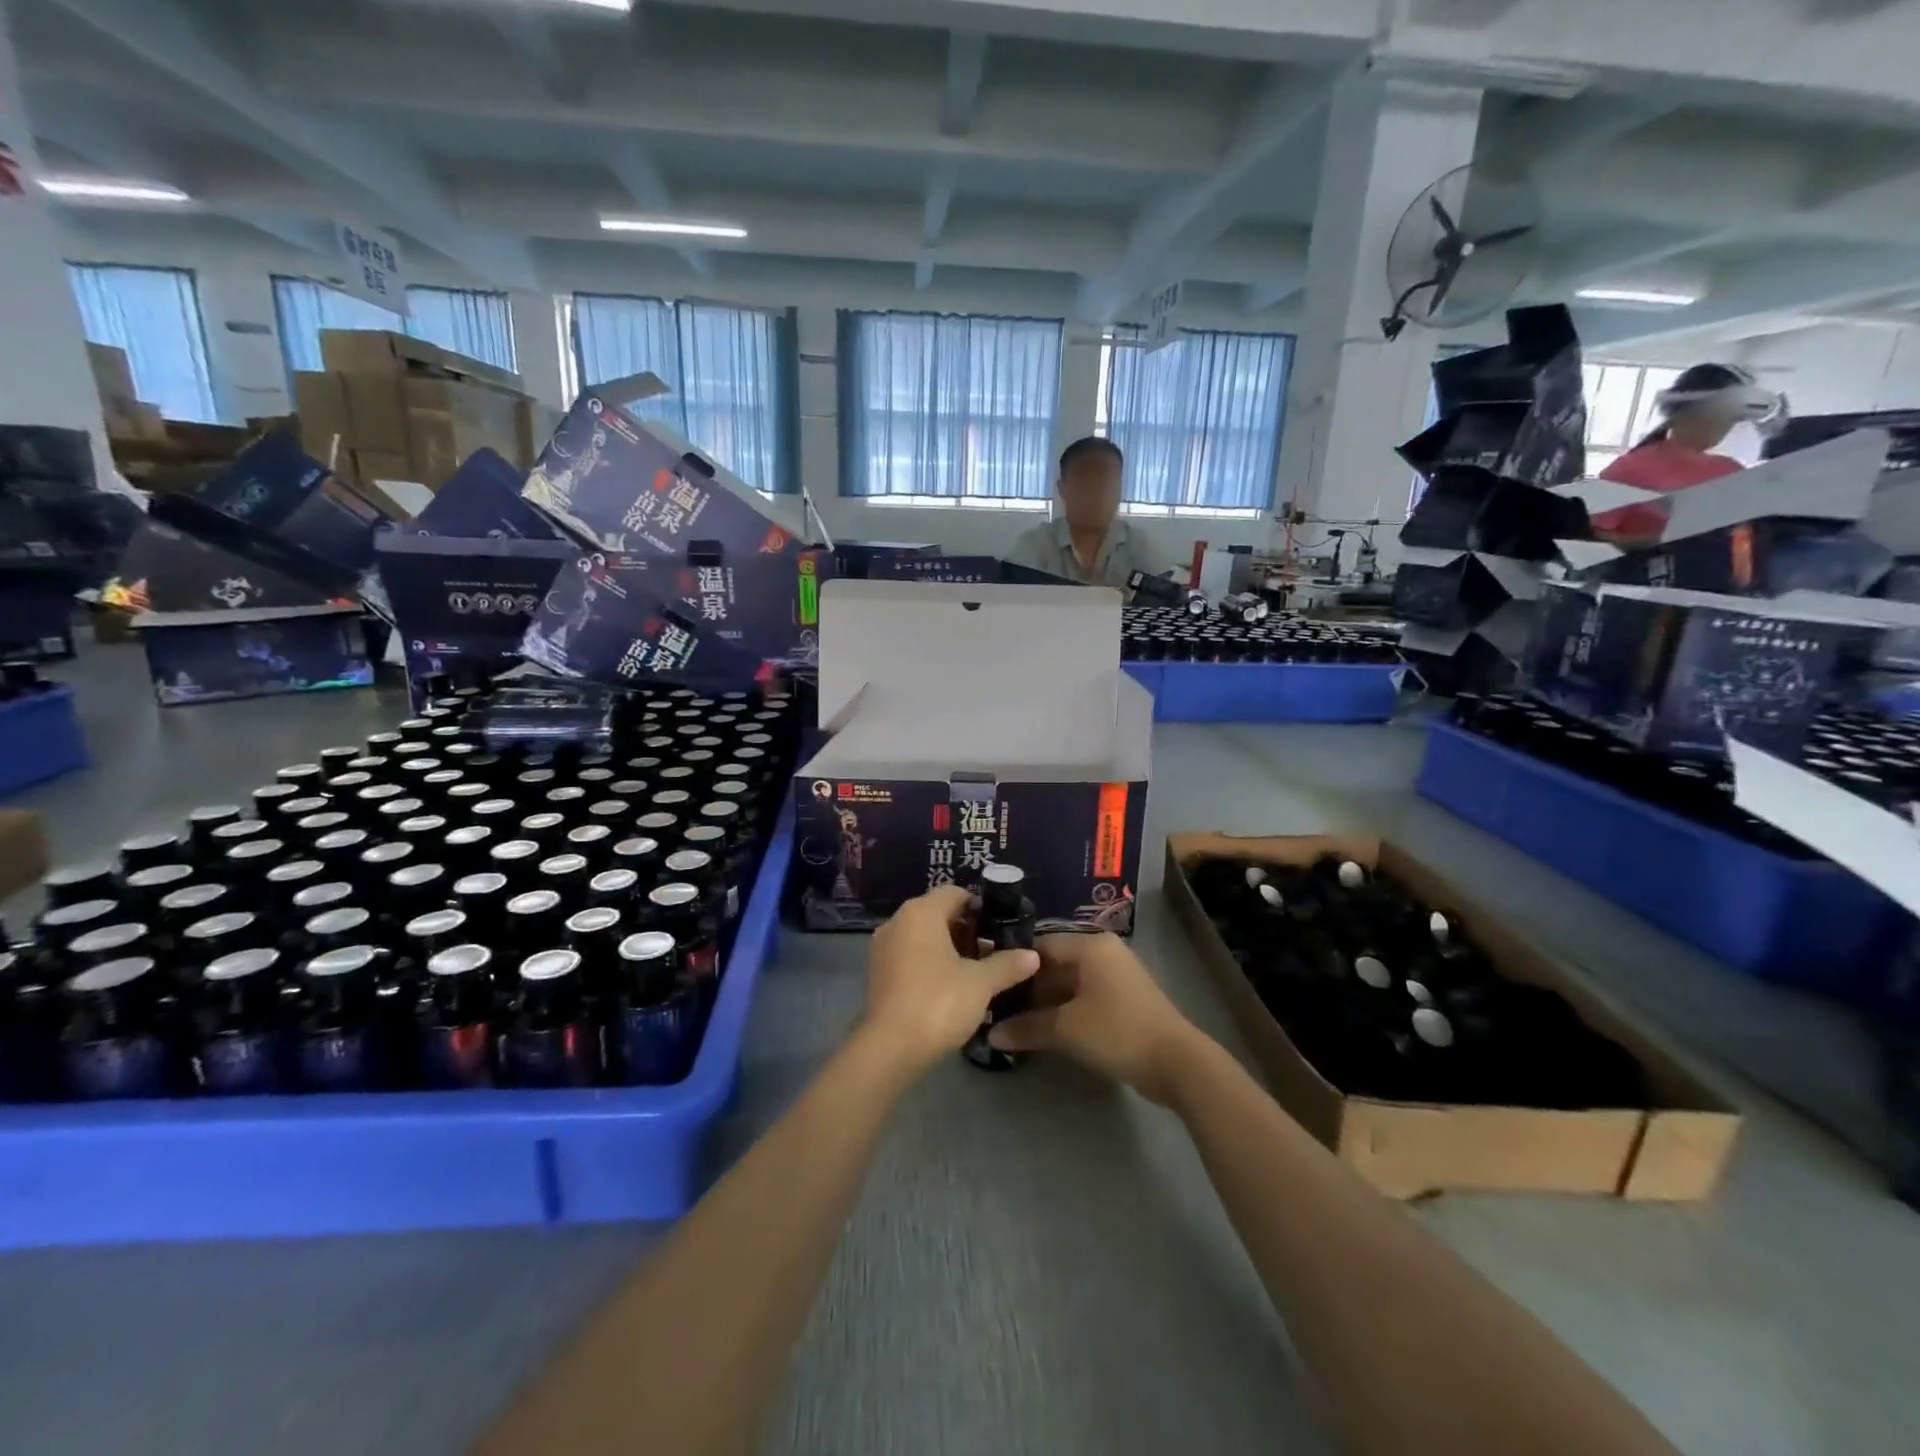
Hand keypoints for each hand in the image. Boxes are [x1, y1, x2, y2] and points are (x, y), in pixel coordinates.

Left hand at [860, 885, 1039, 1076]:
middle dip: (966, 929)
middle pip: (937, 912)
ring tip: (975, 970)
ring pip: (922, 935)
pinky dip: (929, 962)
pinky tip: (949, 986)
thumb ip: (1007, 964)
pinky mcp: (876, 972)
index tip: (1001, 926)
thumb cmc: (938, 1003)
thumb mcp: (981, 983)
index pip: (955, 893)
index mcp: (921, 912)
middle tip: (993, 951)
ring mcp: (882, 947)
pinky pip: (908, 954)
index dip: (980, 906)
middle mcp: (897, 921)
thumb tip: (1033, 955)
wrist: (889, 1049)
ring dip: (948, 947)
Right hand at [987, 932, 1205, 1105]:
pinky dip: (1064, 1008)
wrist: (1177, 1063)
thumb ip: (1027, 1027)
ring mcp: (1116, 975)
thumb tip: (991, 1034)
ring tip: (1013, 1019)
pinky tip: (1044, 1027)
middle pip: (1054, 963)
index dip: (1013, 964)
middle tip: (996, 1005)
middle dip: (1027, 986)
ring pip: (1069, 981)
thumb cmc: (1117, 1032)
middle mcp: (1103, 951)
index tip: (989, 981)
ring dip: (1045, 1000)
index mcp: (1090, 946)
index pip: (1040, 945)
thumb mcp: (1067, 1029)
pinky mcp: (1123, 998)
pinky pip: (1084, 995)